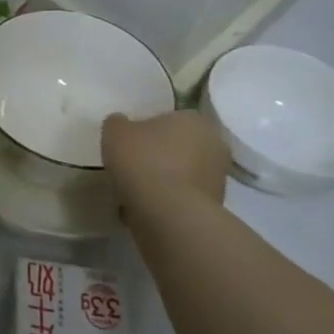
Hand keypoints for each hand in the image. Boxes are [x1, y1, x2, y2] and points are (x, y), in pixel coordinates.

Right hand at [102, 109, 230, 220]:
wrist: (169, 215)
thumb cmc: (143, 161)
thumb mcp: (114, 132)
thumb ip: (118, 123)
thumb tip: (122, 125)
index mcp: (194, 119)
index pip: (169, 119)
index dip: (147, 130)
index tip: (129, 144)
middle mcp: (214, 144)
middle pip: (179, 147)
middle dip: (159, 155)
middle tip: (132, 166)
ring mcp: (218, 178)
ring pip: (182, 174)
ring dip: (164, 180)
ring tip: (135, 191)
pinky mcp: (215, 208)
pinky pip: (183, 197)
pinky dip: (167, 201)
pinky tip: (144, 208)